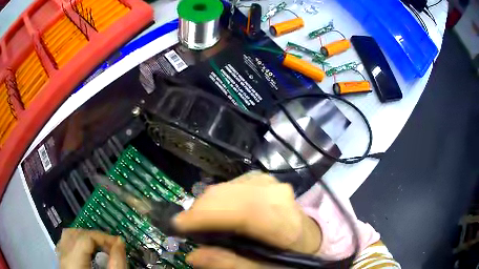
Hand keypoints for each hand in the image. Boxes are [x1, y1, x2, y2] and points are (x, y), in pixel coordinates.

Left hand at [57, 228, 126, 268]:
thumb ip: (117, 262)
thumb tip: (120, 242)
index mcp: (74, 261)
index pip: (86, 237)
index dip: (104, 237)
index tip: (118, 244)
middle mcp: (64, 256)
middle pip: (76, 234)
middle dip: (95, 237)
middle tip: (110, 245)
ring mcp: (61, 258)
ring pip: (69, 235)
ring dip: (85, 237)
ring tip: (99, 246)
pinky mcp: (62, 261)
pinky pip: (65, 243)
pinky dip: (76, 241)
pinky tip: (86, 250)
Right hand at [174, 171, 321, 268]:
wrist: (308, 237)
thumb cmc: (289, 256)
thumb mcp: (264, 268)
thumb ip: (231, 264)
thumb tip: (193, 255)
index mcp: (285, 224)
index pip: (244, 212)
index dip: (206, 216)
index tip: (178, 225)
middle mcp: (279, 196)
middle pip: (230, 195)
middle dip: (200, 210)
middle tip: (186, 228)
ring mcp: (271, 183)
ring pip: (227, 187)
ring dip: (207, 204)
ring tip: (201, 223)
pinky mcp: (264, 179)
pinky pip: (231, 184)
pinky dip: (217, 198)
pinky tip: (217, 211)